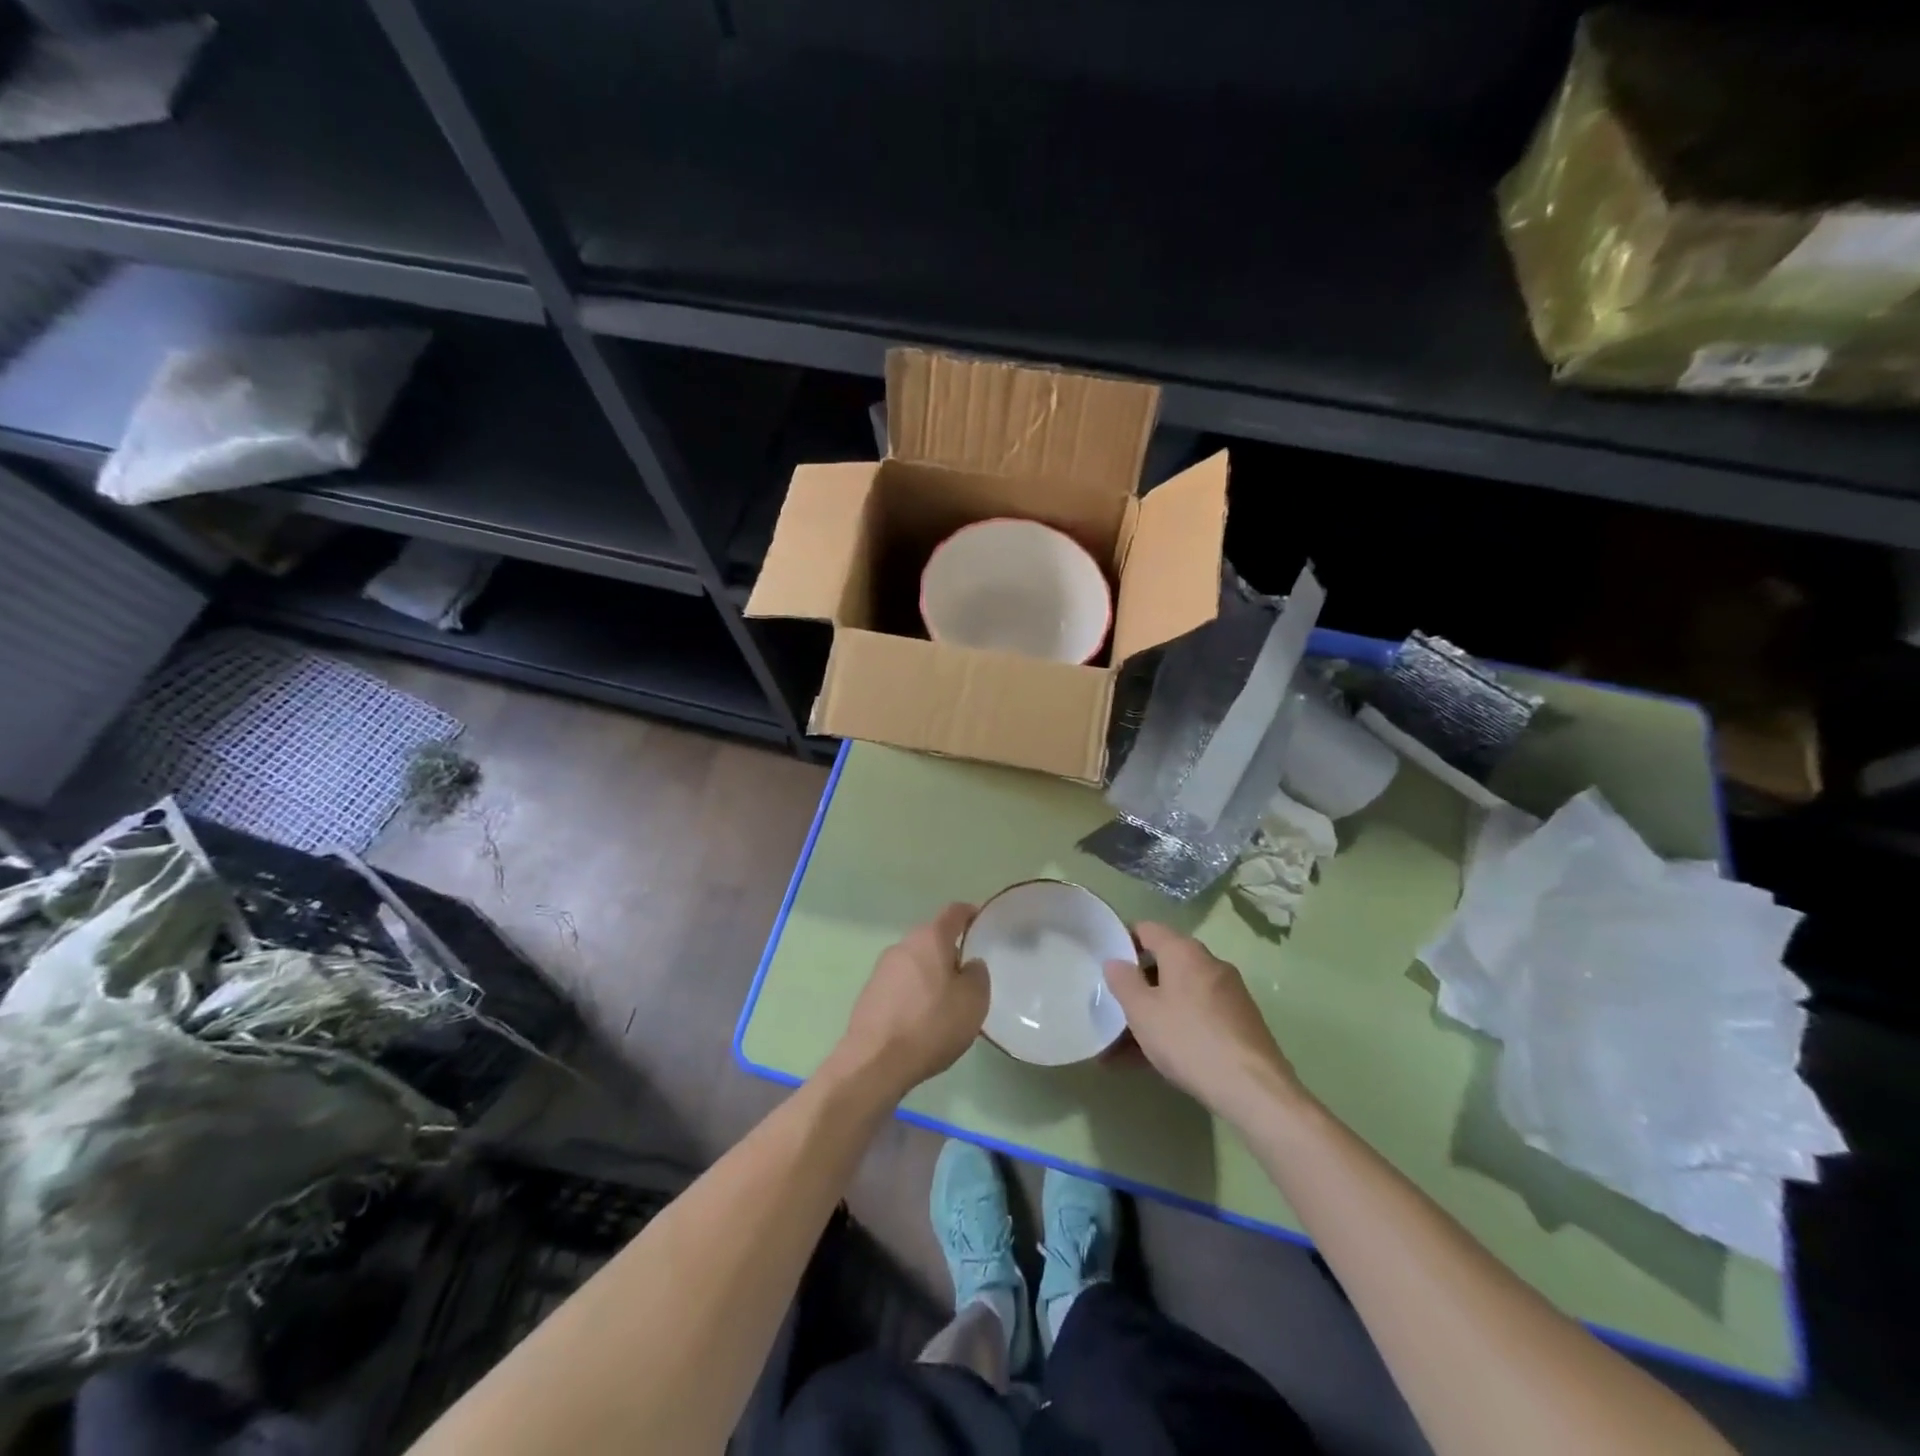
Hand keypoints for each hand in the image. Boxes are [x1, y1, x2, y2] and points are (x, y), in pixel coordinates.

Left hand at [829, 904, 988, 1098]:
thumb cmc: (931, 1025)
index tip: (982, 923)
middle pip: (932, 938)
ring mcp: (882, 968)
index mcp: (929, 938)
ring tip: (947, 1002)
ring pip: (916, 962)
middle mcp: (903, 945)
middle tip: (969, 976)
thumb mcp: (973, 1001)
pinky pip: (901, 983)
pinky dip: (914, 993)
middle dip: (950, 951)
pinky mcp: (870, 992)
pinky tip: (922, 1019)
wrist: (875, 1062)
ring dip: (931, 974)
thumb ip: (977, 974)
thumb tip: (969, 965)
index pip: (954, 912)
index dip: (970, 913)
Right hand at [1104, 923, 1308, 1125]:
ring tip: (1124, 1047)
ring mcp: (1228, 993)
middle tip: (1113, 1009)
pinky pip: (1196, 1016)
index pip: (1147, 929)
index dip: (1123, 941)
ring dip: (1153, 1013)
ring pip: (1179, 995)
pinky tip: (1155, 1059)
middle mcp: (1209, 963)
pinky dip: (1175, 1028)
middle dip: (1137, 986)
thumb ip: (1123, 981)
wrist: (1254, 1089)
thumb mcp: (1142, 1011)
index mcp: (1184, 951)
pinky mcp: (1240, 1022)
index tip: (1104, 963)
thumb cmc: (1188, 1039)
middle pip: (1164, 963)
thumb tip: (1115, 961)